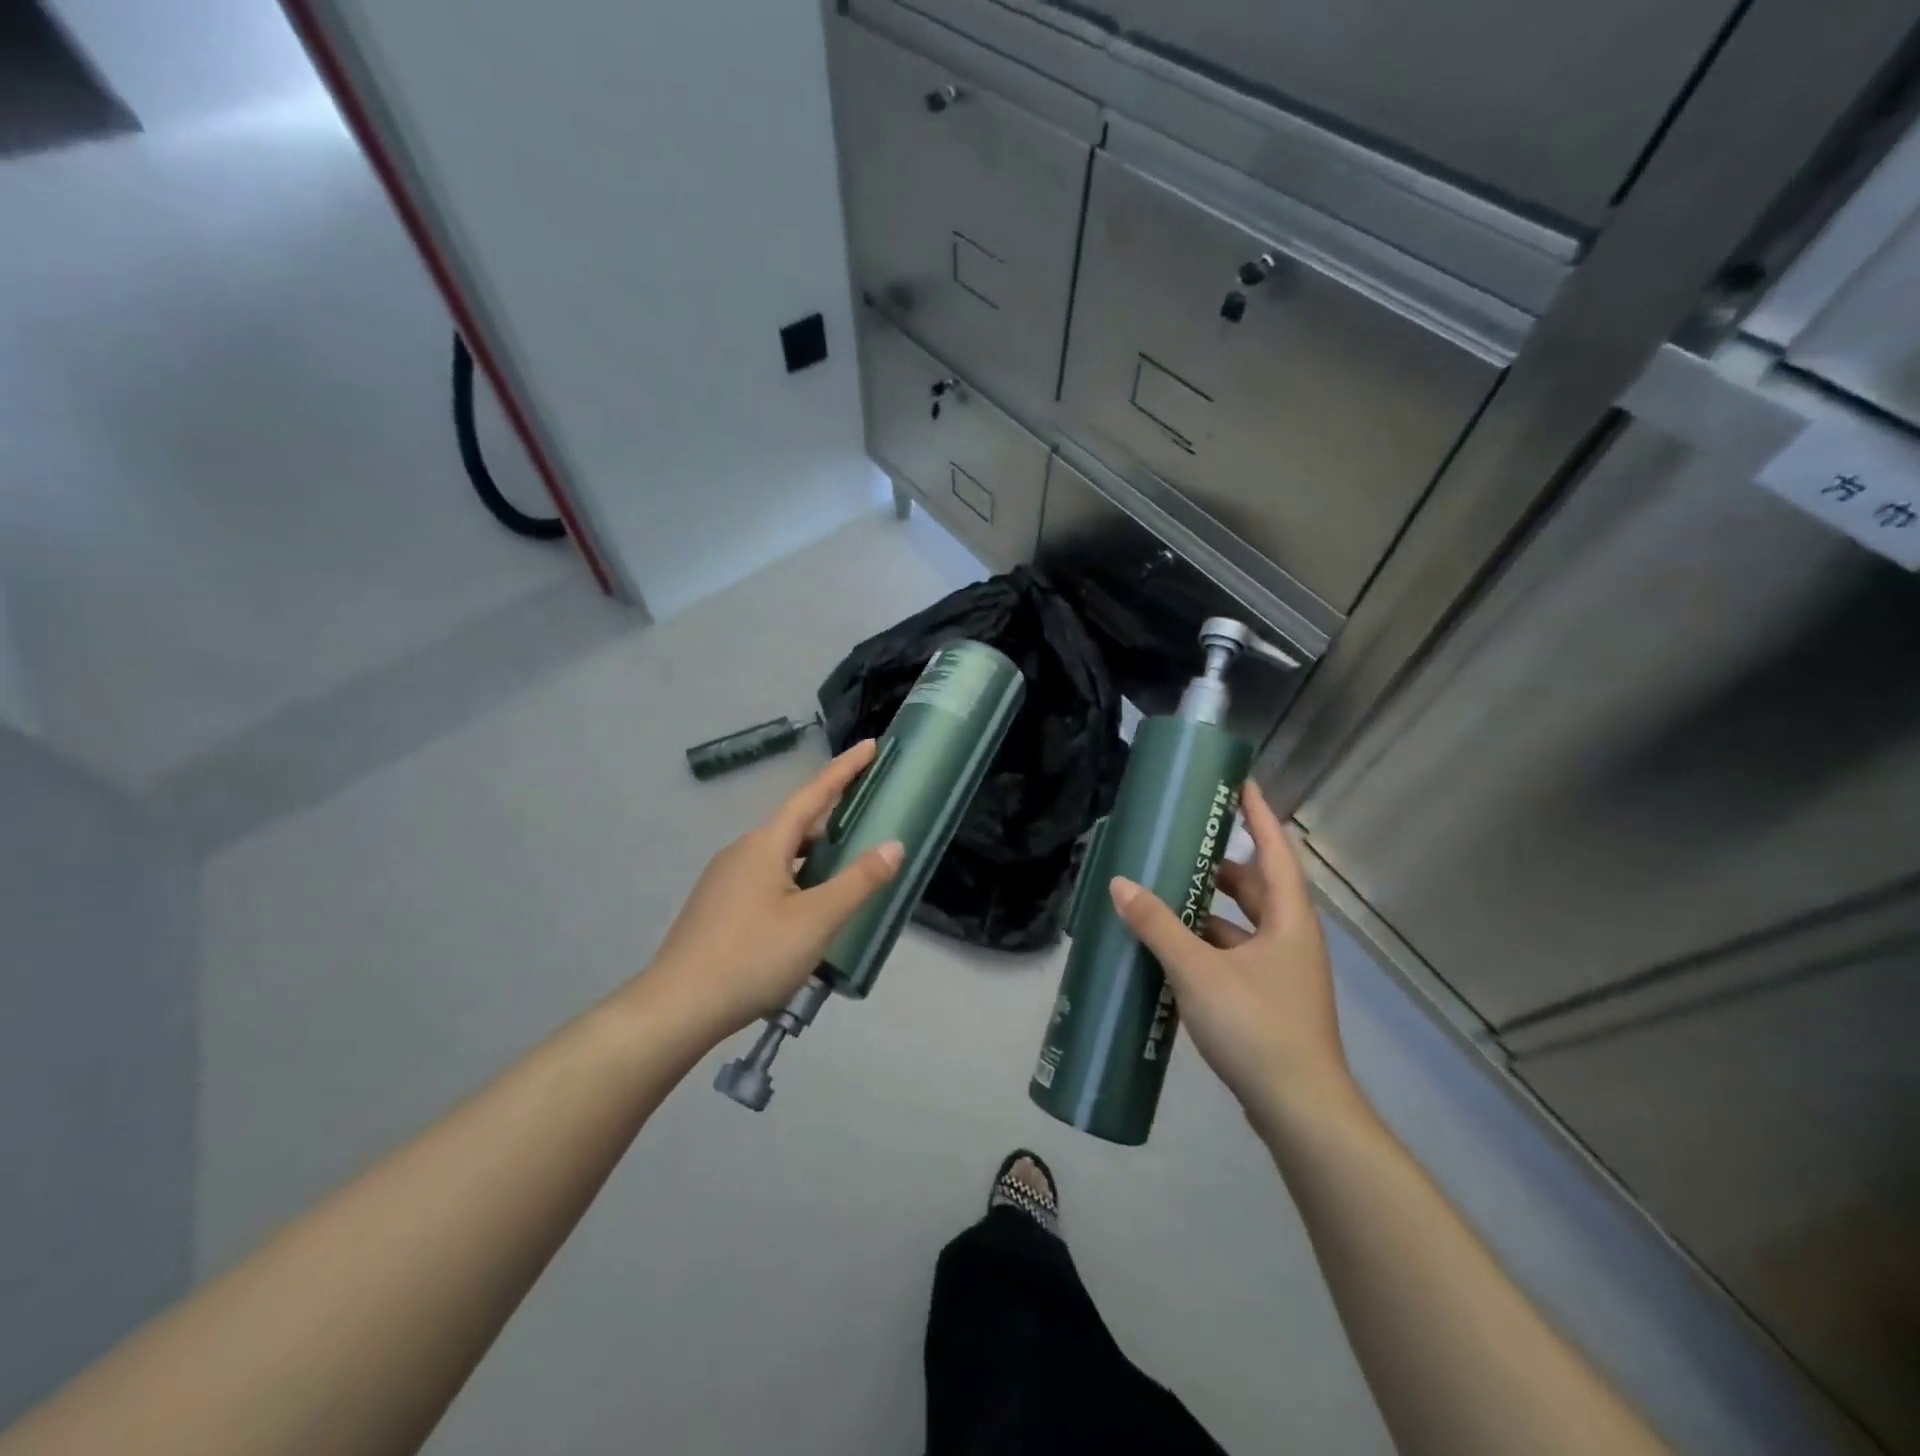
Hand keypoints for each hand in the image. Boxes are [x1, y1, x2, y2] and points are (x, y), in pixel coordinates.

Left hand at [638, 741, 903, 1040]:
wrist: (677, 1008)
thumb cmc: (753, 956)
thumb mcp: (818, 919)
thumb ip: (859, 881)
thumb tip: (894, 845)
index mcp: (765, 844)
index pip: (813, 794)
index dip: (845, 770)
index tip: (871, 746)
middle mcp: (742, 851)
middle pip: (797, 825)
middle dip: (834, 819)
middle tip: (870, 820)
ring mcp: (725, 880)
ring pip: (781, 855)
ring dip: (816, 855)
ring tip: (847, 870)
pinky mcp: (718, 907)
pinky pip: (767, 878)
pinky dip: (797, 879)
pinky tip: (808, 909)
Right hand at [1109, 779, 1353, 1131]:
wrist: (1301, 1111)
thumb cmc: (1257, 1026)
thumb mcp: (1198, 970)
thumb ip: (1158, 925)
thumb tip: (1121, 884)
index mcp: (1289, 919)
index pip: (1275, 849)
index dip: (1258, 813)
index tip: (1238, 781)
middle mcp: (1291, 938)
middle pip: (1257, 886)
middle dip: (1220, 864)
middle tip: (1181, 845)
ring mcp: (1283, 971)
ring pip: (1243, 924)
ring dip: (1209, 909)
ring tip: (1165, 893)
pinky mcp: (1269, 999)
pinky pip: (1235, 954)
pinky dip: (1207, 944)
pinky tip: (1172, 950)